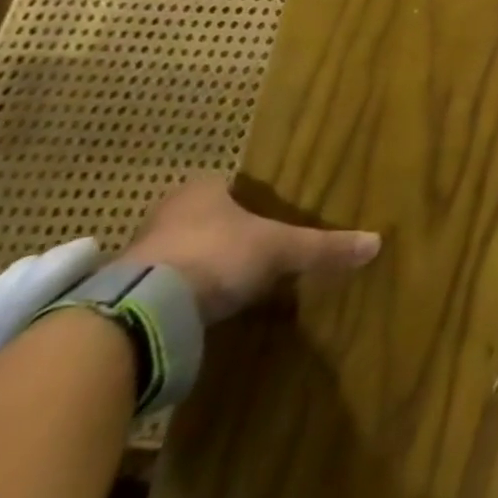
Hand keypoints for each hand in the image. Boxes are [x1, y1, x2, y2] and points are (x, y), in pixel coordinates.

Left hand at [120, 177, 380, 322]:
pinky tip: (200, 311)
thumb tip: (376, 242)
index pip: (224, 185)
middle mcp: (165, 214)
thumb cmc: (218, 255)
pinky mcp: (121, 297)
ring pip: (178, 252)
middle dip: (223, 232)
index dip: (245, 198)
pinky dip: (179, 296)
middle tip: (252, 248)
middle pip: (201, 218)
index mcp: (201, 191)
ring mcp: (138, 255)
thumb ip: (325, 247)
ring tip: (229, 284)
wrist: (142, 311)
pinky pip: (160, 288)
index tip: (265, 214)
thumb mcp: (282, 250)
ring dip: (198, 265)